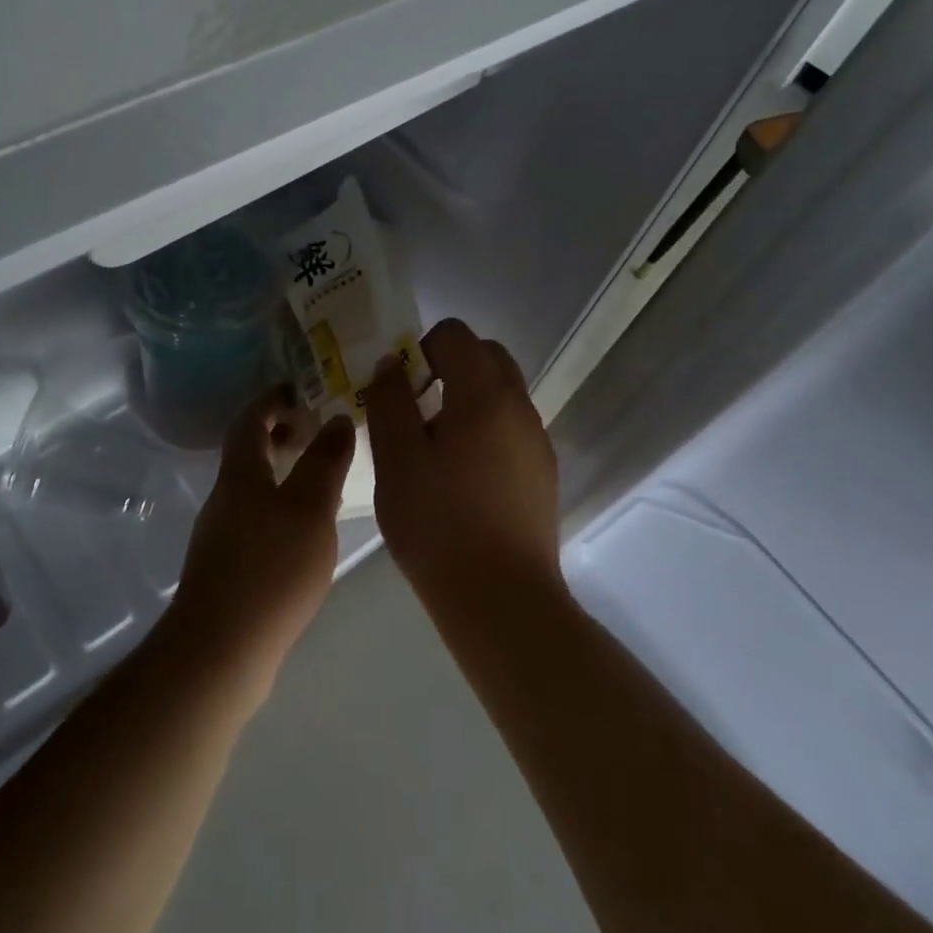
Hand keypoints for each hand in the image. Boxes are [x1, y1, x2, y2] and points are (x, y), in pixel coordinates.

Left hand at [167, 388, 356, 695]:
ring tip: (319, 478)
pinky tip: (304, 530)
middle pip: (247, 453)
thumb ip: (325, 461)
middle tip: (314, 431)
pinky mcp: (227, 568)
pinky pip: (255, 517)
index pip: (250, 420)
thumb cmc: (270, 569)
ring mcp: (221, 535)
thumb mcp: (310, 508)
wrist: (221, 650)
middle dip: (278, 434)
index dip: (272, 399)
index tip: (299, 389)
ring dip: (281, 472)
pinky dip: (279, 505)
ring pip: (252, 487)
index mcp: (240, 475)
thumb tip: (337, 418)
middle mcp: (224, 498)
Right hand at [364, 319, 559, 596]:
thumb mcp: (396, 458)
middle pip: (486, 356)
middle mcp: (520, 406)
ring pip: (501, 393)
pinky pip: (510, 428)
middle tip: (415, 410)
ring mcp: (537, 440)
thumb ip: (389, 400)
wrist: (501, 598)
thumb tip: (391, 362)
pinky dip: (484, 429)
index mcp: (484, 394)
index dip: (421, 347)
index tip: (401, 388)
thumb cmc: (438, 523)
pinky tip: (462, 478)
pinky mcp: (542, 472)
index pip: (455, 334)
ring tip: (434, 448)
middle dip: (448, 367)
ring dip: (467, 399)